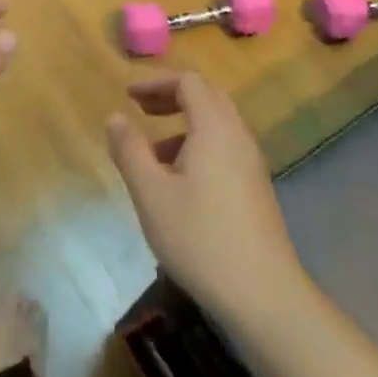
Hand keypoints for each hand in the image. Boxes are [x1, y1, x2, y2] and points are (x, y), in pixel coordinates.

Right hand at [106, 72, 307, 319]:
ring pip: (217, 125)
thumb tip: (115, 117)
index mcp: (215, 129)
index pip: (189, 82)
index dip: (156, 83)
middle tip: (140, 111)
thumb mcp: (151, 194)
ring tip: (152, 153)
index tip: (127, 96)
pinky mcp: (255, 188)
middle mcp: (238, 137)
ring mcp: (251, 164)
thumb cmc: (199, 239)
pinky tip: (178, 182)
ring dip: (184, 124)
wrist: (263, 294)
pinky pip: (225, 148)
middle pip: (208, 97)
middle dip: (171, 97)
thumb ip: (129, 150)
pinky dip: (198, 146)